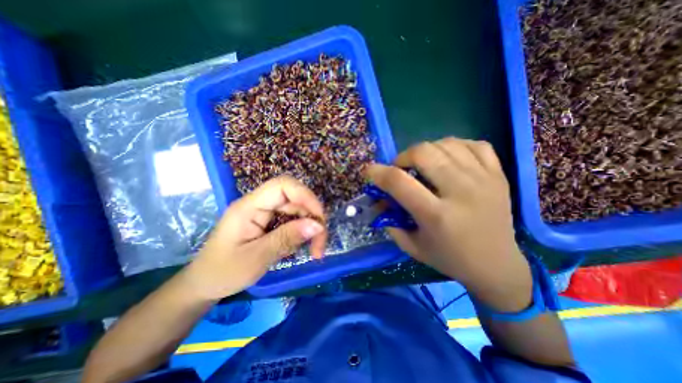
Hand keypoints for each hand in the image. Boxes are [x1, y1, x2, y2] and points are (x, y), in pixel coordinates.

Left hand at [184, 175, 327, 300]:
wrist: (205, 284)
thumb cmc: (223, 273)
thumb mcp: (256, 258)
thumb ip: (287, 238)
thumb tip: (317, 226)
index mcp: (249, 206)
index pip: (283, 185)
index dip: (305, 195)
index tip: (319, 219)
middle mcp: (259, 204)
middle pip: (295, 198)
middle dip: (312, 217)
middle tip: (320, 243)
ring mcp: (265, 213)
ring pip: (298, 210)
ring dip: (310, 227)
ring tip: (315, 249)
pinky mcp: (270, 222)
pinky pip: (293, 220)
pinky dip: (303, 232)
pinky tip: (303, 246)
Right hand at [368, 138, 531, 310]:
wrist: (498, 265)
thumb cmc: (449, 259)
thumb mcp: (412, 246)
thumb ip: (390, 221)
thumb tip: (379, 199)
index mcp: (437, 215)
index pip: (399, 182)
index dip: (378, 172)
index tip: (369, 171)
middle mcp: (461, 192)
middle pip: (424, 153)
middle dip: (403, 157)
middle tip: (401, 169)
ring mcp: (484, 179)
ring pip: (446, 144)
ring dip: (425, 151)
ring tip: (422, 164)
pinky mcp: (498, 175)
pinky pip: (474, 144)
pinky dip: (454, 146)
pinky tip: (448, 158)